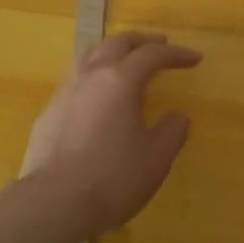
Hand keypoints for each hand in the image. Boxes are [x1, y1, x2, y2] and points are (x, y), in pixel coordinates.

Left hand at [26, 32, 201, 235]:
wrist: (52, 201)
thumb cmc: (112, 178)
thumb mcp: (155, 159)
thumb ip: (171, 133)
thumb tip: (178, 116)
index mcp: (120, 80)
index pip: (152, 55)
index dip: (175, 54)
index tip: (195, 58)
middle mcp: (91, 75)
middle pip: (117, 43)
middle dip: (141, 40)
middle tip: (160, 44)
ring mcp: (65, 91)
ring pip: (90, 55)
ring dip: (113, 51)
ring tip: (125, 60)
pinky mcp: (48, 111)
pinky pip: (74, 79)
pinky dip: (93, 75)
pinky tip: (96, 95)